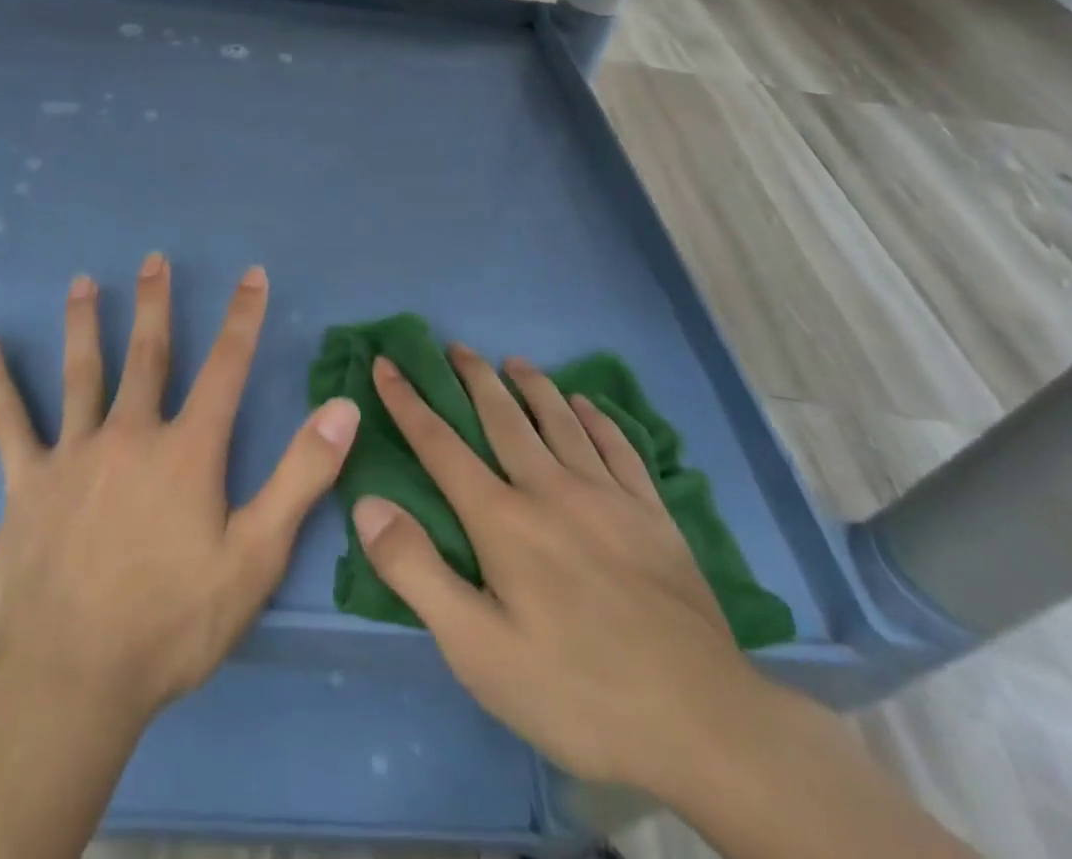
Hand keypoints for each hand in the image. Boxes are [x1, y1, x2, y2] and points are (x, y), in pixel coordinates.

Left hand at [0, 253, 362, 725]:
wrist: (70, 681)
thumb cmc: (171, 623)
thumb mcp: (255, 557)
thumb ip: (301, 477)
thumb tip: (342, 408)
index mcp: (187, 450)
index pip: (225, 367)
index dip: (242, 318)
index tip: (251, 275)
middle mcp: (130, 433)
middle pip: (148, 355)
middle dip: (156, 304)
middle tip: (154, 260)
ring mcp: (73, 452)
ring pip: (81, 372)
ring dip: (85, 322)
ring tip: (84, 281)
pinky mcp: (25, 481)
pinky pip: (7, 419)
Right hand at [352, 345, 769, 799]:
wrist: (704, 725)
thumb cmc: (575, 690)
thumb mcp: (476, 649)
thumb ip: (416, 570)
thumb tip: (367, 503)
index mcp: (502, 519)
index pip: (440, 444)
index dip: (408, 402)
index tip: (387, 364)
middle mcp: (550, 490)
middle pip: (503, 417)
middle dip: (474, 378)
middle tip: (456, 346)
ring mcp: (608, 498)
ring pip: (561, 421)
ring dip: (534, 386)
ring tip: (516, 362)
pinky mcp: (653, 516)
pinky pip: (620, 448)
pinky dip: (599, 419)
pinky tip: (589, 406)